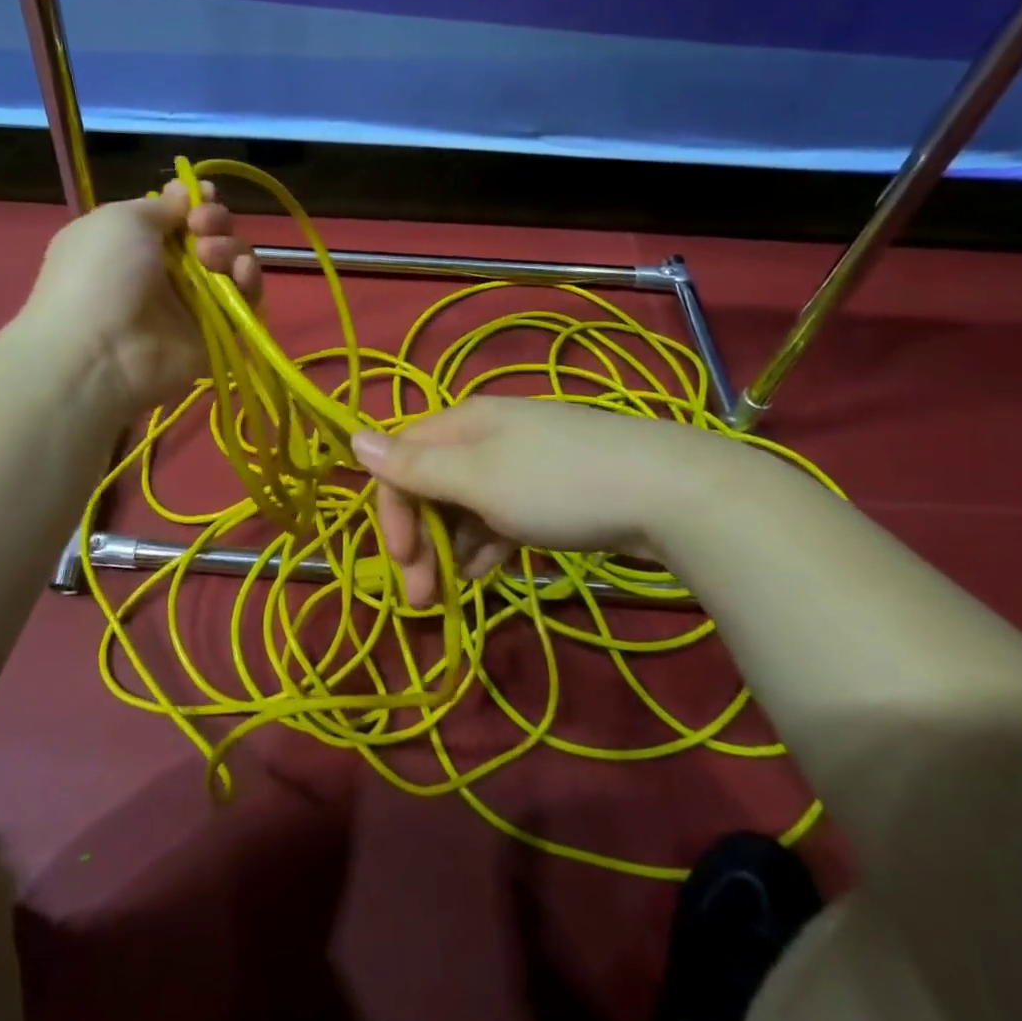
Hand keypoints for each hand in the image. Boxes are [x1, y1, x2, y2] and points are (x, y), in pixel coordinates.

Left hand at [22, 180, 261, 415]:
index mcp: (137, 241)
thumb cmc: (101, 274)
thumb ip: (160, 205)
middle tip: (202, 228)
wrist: (101, 351)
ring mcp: (193, 303)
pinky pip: (246, 301)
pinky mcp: (217, 331)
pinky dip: (250, 282)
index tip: (204, 196)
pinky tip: (241, 273)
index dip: (196, 202)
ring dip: (231, 249)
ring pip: (231, 264)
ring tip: (213, 256)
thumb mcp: (121, 220)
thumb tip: (184, 194)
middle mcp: (166, 270)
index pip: (179, 215)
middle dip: (215, 222)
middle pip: (211, 235)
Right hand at [351, 397, 725, 605]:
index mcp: (463, 423)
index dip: (392, 509)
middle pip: (432, 483)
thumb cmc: (557, 484)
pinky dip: (488, 544)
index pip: (402, 459)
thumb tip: (352, 438)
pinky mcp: (552, 489)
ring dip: (453, 548)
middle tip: (422, 597)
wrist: (669, 492)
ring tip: (458, 591)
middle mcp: (487, 435)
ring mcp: (523, 462)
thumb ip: (414, 465)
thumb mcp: (477, 478)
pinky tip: (490, 572)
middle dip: (421, 538)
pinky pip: (501, 515)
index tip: (401, 562)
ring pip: (466, 504)